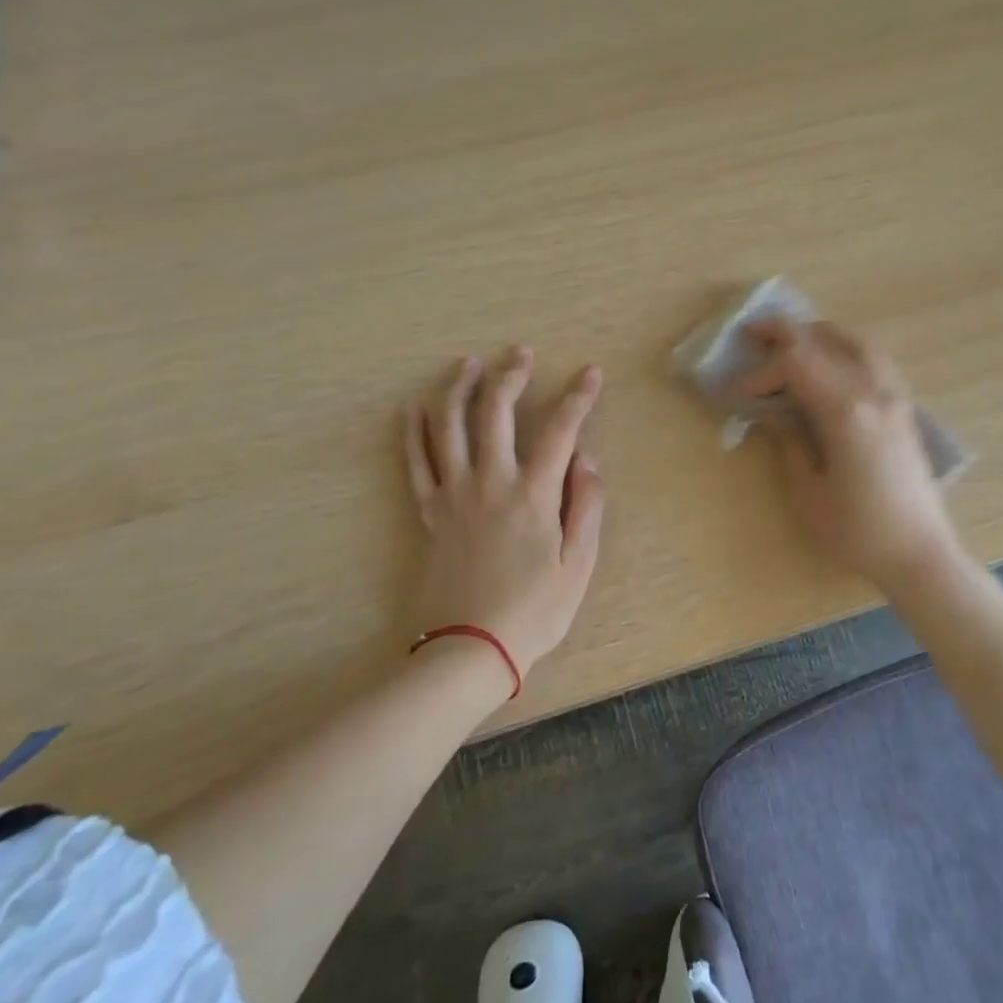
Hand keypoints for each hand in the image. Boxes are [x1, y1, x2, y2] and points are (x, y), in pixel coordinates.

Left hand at [404, 348, 605, 680]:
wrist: (469, 649)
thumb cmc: (534, 611)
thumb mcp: (578, 565)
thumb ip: (587, 506)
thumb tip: (587, 459)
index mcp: (534, 494)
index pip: (560, 430)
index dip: (578, 397)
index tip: (591, 372)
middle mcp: (490, 482)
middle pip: (496, 413)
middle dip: (510, 375)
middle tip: (521, 352)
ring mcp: (454, 495)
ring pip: (449, 427)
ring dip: (458, 389)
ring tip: (467, 363)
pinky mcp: (429, 513)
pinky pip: (415, 463)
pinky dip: (412, 432)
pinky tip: (411, 407)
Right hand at [733, 319, 963, 591]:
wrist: (920, 554)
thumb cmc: (858, 532)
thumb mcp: (809, 493)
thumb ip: (790, 444)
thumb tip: (773, 414)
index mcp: (845, 412)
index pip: (795, 365)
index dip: (760, 373)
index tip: (735, 394)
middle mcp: (873, 392)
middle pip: (824, 341)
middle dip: (784, 333)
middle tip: (753, 332)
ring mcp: (895, 397)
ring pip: (856, 342)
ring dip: (819, 335)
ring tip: (793, 341)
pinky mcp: (905, 409)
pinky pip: (875, 360)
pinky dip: (847, 349)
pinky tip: (833, 366)